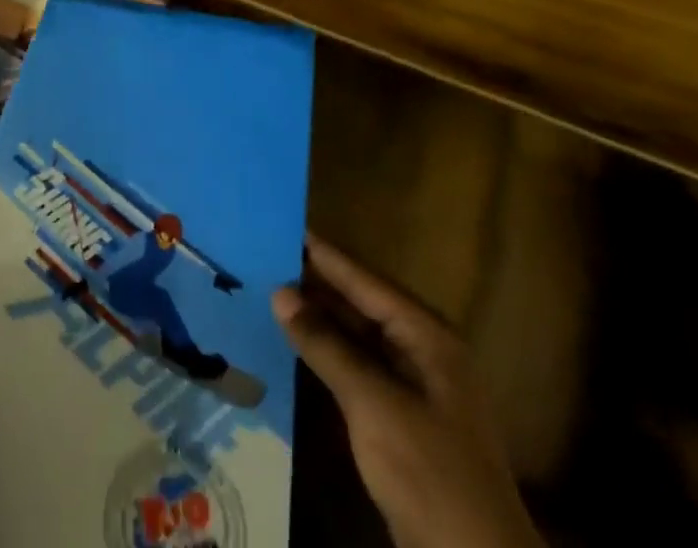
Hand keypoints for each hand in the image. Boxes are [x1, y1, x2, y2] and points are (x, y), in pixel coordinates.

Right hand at [273, 236, 543, 547]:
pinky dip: (328, 354)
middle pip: (363, 306)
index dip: (326, 256)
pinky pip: (358, 370)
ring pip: (358, 338)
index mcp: (427, 337)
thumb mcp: (374, 404)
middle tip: (268, 257)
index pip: (366, 282)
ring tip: (272, 292)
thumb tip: (280, 292)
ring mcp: (414, 389)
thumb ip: (326, 345)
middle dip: (318, 285)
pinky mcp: (401, 421)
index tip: (286, 227)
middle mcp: (422, 353)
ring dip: (319, 319)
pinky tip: (297, 345)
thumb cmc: (429, 471)